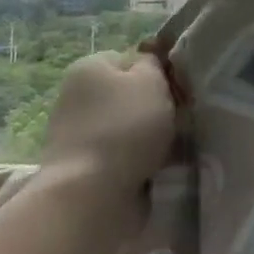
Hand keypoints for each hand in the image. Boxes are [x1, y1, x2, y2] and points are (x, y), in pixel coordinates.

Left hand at [40, 52, 178, 186]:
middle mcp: (76, 95)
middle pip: (128, 94)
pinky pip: (119, 154)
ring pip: (126, 126)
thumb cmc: (126, 127)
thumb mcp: (151, 81)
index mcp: (89, 67)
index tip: (177, 90)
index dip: (157, 72)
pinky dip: (136, 159)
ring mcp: (75, 132)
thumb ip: (154, 63)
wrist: (91, 194)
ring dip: (147, 136)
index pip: (131, 59)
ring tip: (169, 149)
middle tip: (177, 120)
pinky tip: (153, 168)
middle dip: (153, 107)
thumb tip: (149, 62)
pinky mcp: (81, 165)